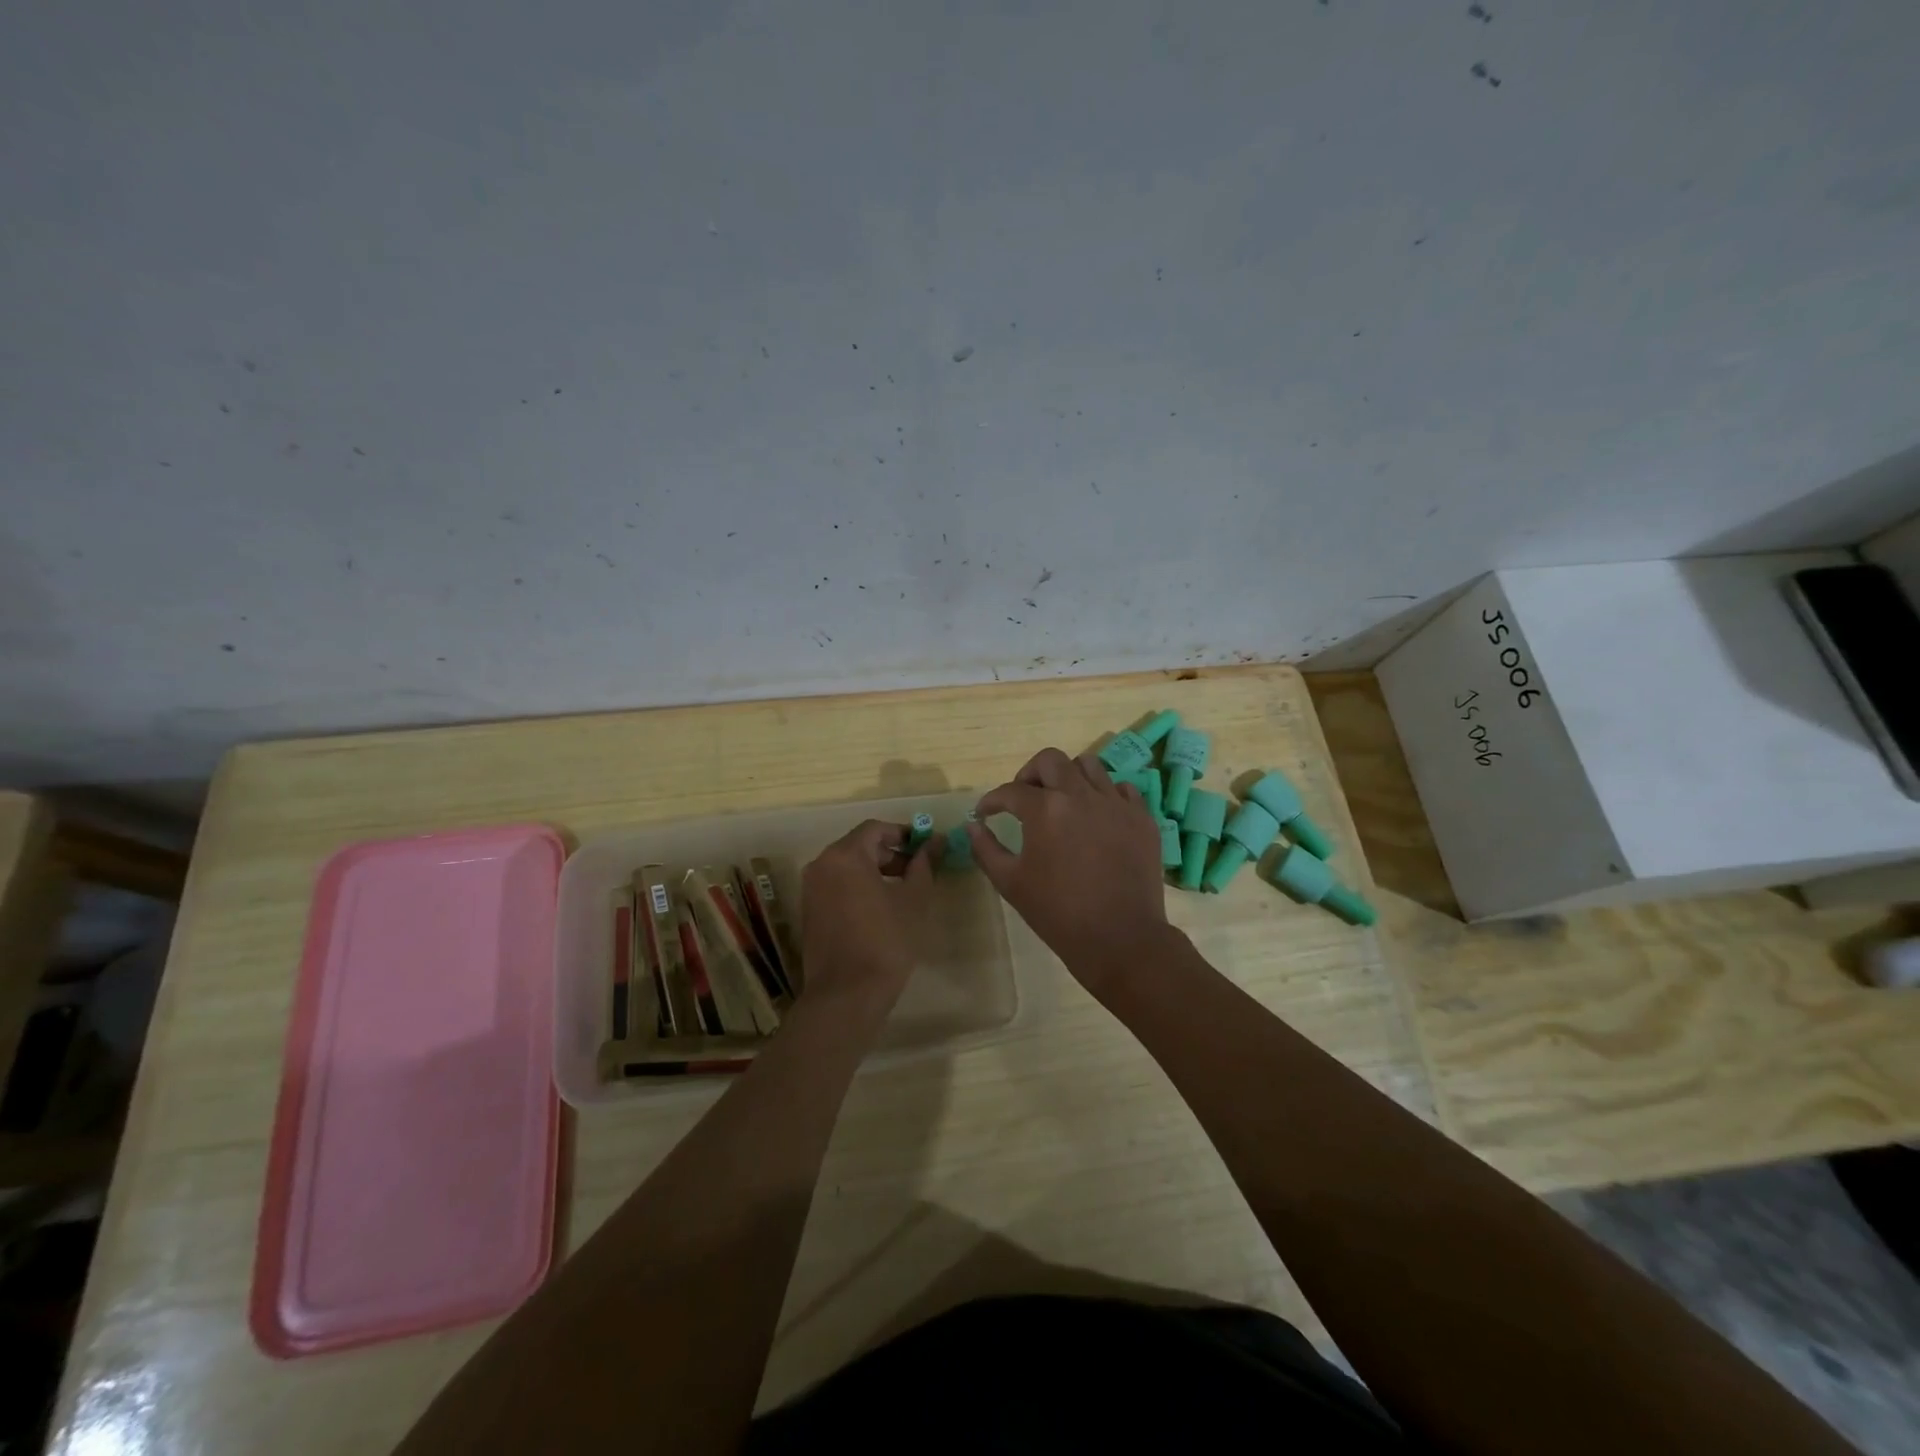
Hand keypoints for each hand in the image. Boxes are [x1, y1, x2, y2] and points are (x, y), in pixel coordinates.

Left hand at [798, 819, 940, 1014]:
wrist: (847, 995)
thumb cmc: (886, 941)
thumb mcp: (914, 899)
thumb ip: (924, 864)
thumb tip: (936, 841)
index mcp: (845, 855)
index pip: (876, 828)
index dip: (904, 833)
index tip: (927, 848)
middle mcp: (821, 865)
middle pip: (860, 846)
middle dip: (891, 854)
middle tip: (919, 871)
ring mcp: (811, 889)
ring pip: (848, 867)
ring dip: (876, 871)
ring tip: (904, 891)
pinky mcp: (809, 911)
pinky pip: (837, 886)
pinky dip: (859, 887)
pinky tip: (882, 909)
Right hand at [966, 747, 1171, 989]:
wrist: (1120, 938)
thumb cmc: (1058, 913)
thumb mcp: (1010, 883)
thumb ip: (986, 849)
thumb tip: (974, 826)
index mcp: (1045, 809)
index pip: (1010, 791)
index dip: (992, 800)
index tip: (986, 813)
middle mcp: (1080, 795)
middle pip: (1051, 760)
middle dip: (1030, 773)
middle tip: (1024, 797)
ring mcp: (1115, 803)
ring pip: (1089, 765)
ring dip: (1069, 777)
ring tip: (1063, 801)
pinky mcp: (1141, 817)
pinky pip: (1122, 789)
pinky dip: (1105, 793)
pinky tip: (1097, 815)